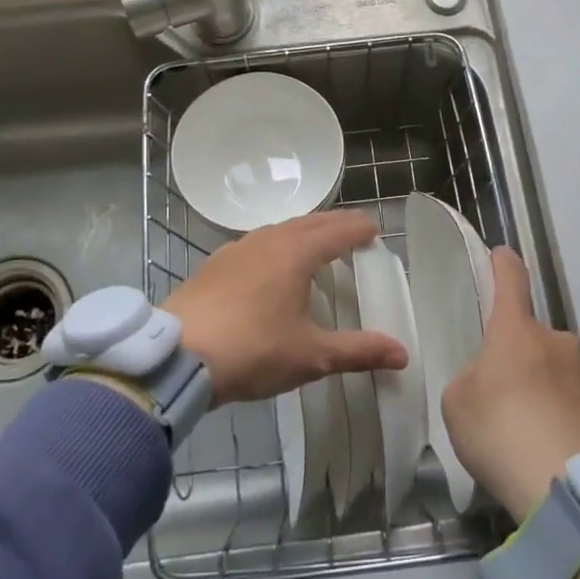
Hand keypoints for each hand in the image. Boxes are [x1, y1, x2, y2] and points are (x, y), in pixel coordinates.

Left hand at [165, 210, 406, 404]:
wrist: (177, 356)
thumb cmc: (252, 350)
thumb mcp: (310, 356)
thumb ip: (358, 351)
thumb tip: (402, 354)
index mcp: (296, 253)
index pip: (338, 230)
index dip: (359, 230)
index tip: (374, 231)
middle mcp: (267, 240)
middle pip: (309, 222)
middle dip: (334, 224)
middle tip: (353, 232)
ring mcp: (236, 249)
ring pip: (279, 230)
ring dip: (303, 232)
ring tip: (316, 246)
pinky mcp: (214, 264)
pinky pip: (256, 244)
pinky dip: (276, 246)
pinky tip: (271, 267)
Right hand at [440, 248, 579, 520]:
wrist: (571, 490)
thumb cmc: (501, 431)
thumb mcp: (458, 403)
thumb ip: (472, 380)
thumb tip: (494, 381)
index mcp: (516, 331)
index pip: (511, 281)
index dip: (503, 265)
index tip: (501, 255)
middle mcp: (557, 342)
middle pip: (532, 338)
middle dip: (518, 358)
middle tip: (500, 398)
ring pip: (556, 371)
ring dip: (542, 389)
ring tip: (527, 434)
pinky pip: (574, 404)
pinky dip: (561, 417)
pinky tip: (549, 450)